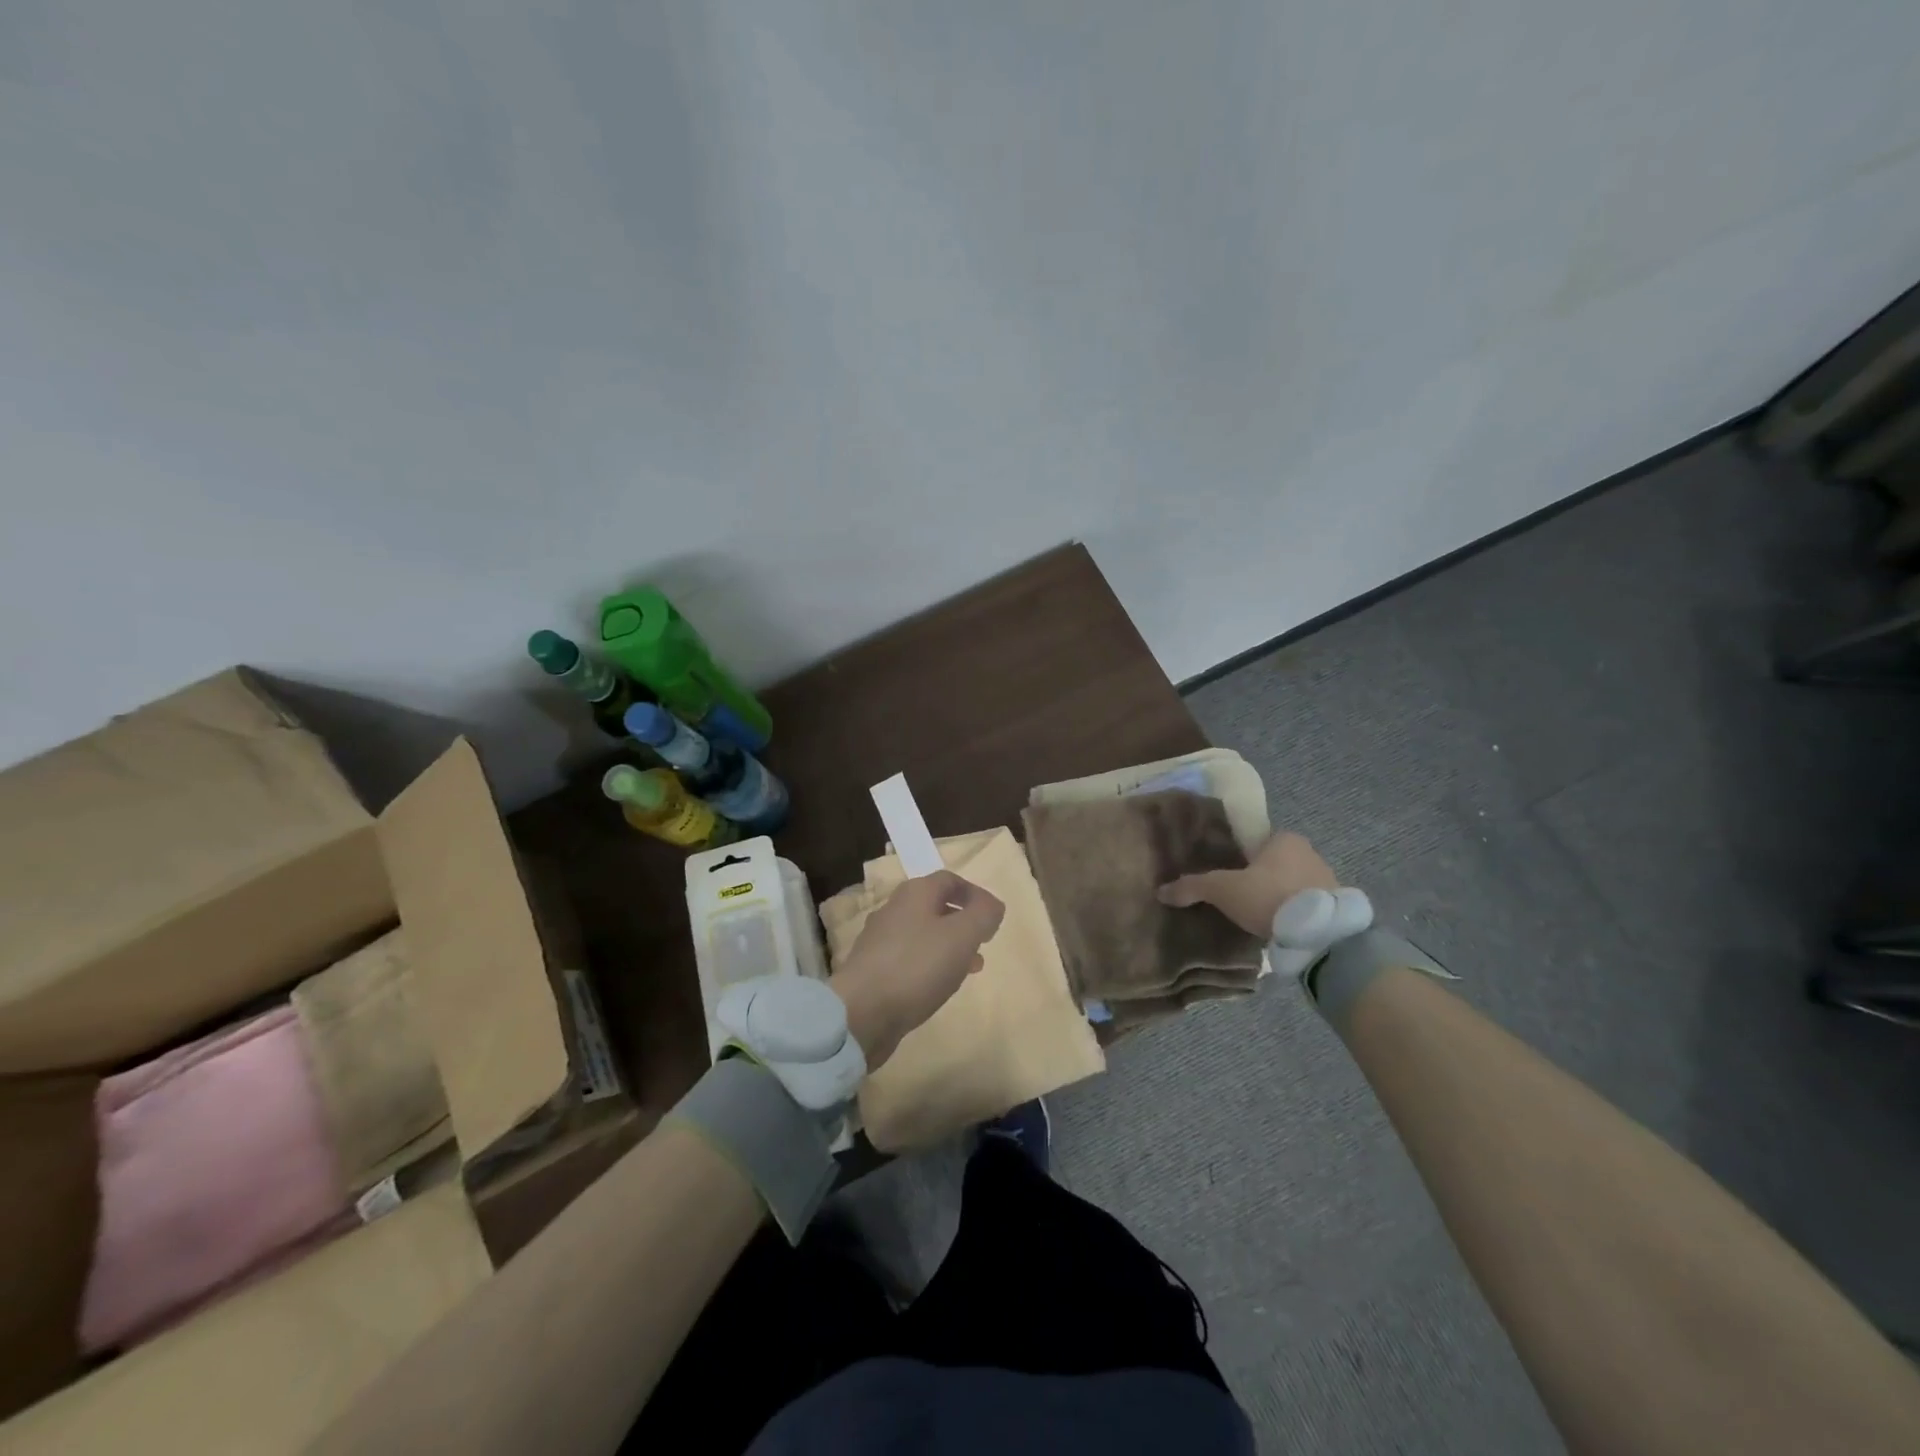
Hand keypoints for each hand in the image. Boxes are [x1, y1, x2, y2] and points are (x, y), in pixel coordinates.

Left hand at [831, 870, 1005, 1069]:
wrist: (862, 1011)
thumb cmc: (917, 966)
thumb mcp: (962, 935)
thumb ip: (983, 915)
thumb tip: (993, 905)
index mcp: (915, 893)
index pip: (950, 880)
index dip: (975, 895)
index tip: (993, 917)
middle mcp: (894, 910)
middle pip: (935, 907)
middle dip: (963, 923)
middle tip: (983, 943)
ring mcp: (880, 940)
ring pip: (923, 935)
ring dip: (949, 947)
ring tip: (970, 969)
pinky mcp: (873, 970)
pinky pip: (909, 959)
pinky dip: (929, 966)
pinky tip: (938, 987)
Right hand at [1157, 830, 1337, 936]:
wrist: (1319, 934)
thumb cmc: (1268, 897)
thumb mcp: (1223, 890)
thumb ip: (1193, 887)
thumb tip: (1160, 891)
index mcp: (1285, 839)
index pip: (1258, 844)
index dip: (1242, 860)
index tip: (1230, 880)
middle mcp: (1311, 853)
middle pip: (1276, 865)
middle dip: (1261, 881)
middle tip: (1241, 901)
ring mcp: (1329, 880)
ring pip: (1293, 886)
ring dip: (1280, 899)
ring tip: (1260, 920)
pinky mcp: (1339, 908)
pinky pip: (1309, 907)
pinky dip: (1296, 916)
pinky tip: (1282, 930)